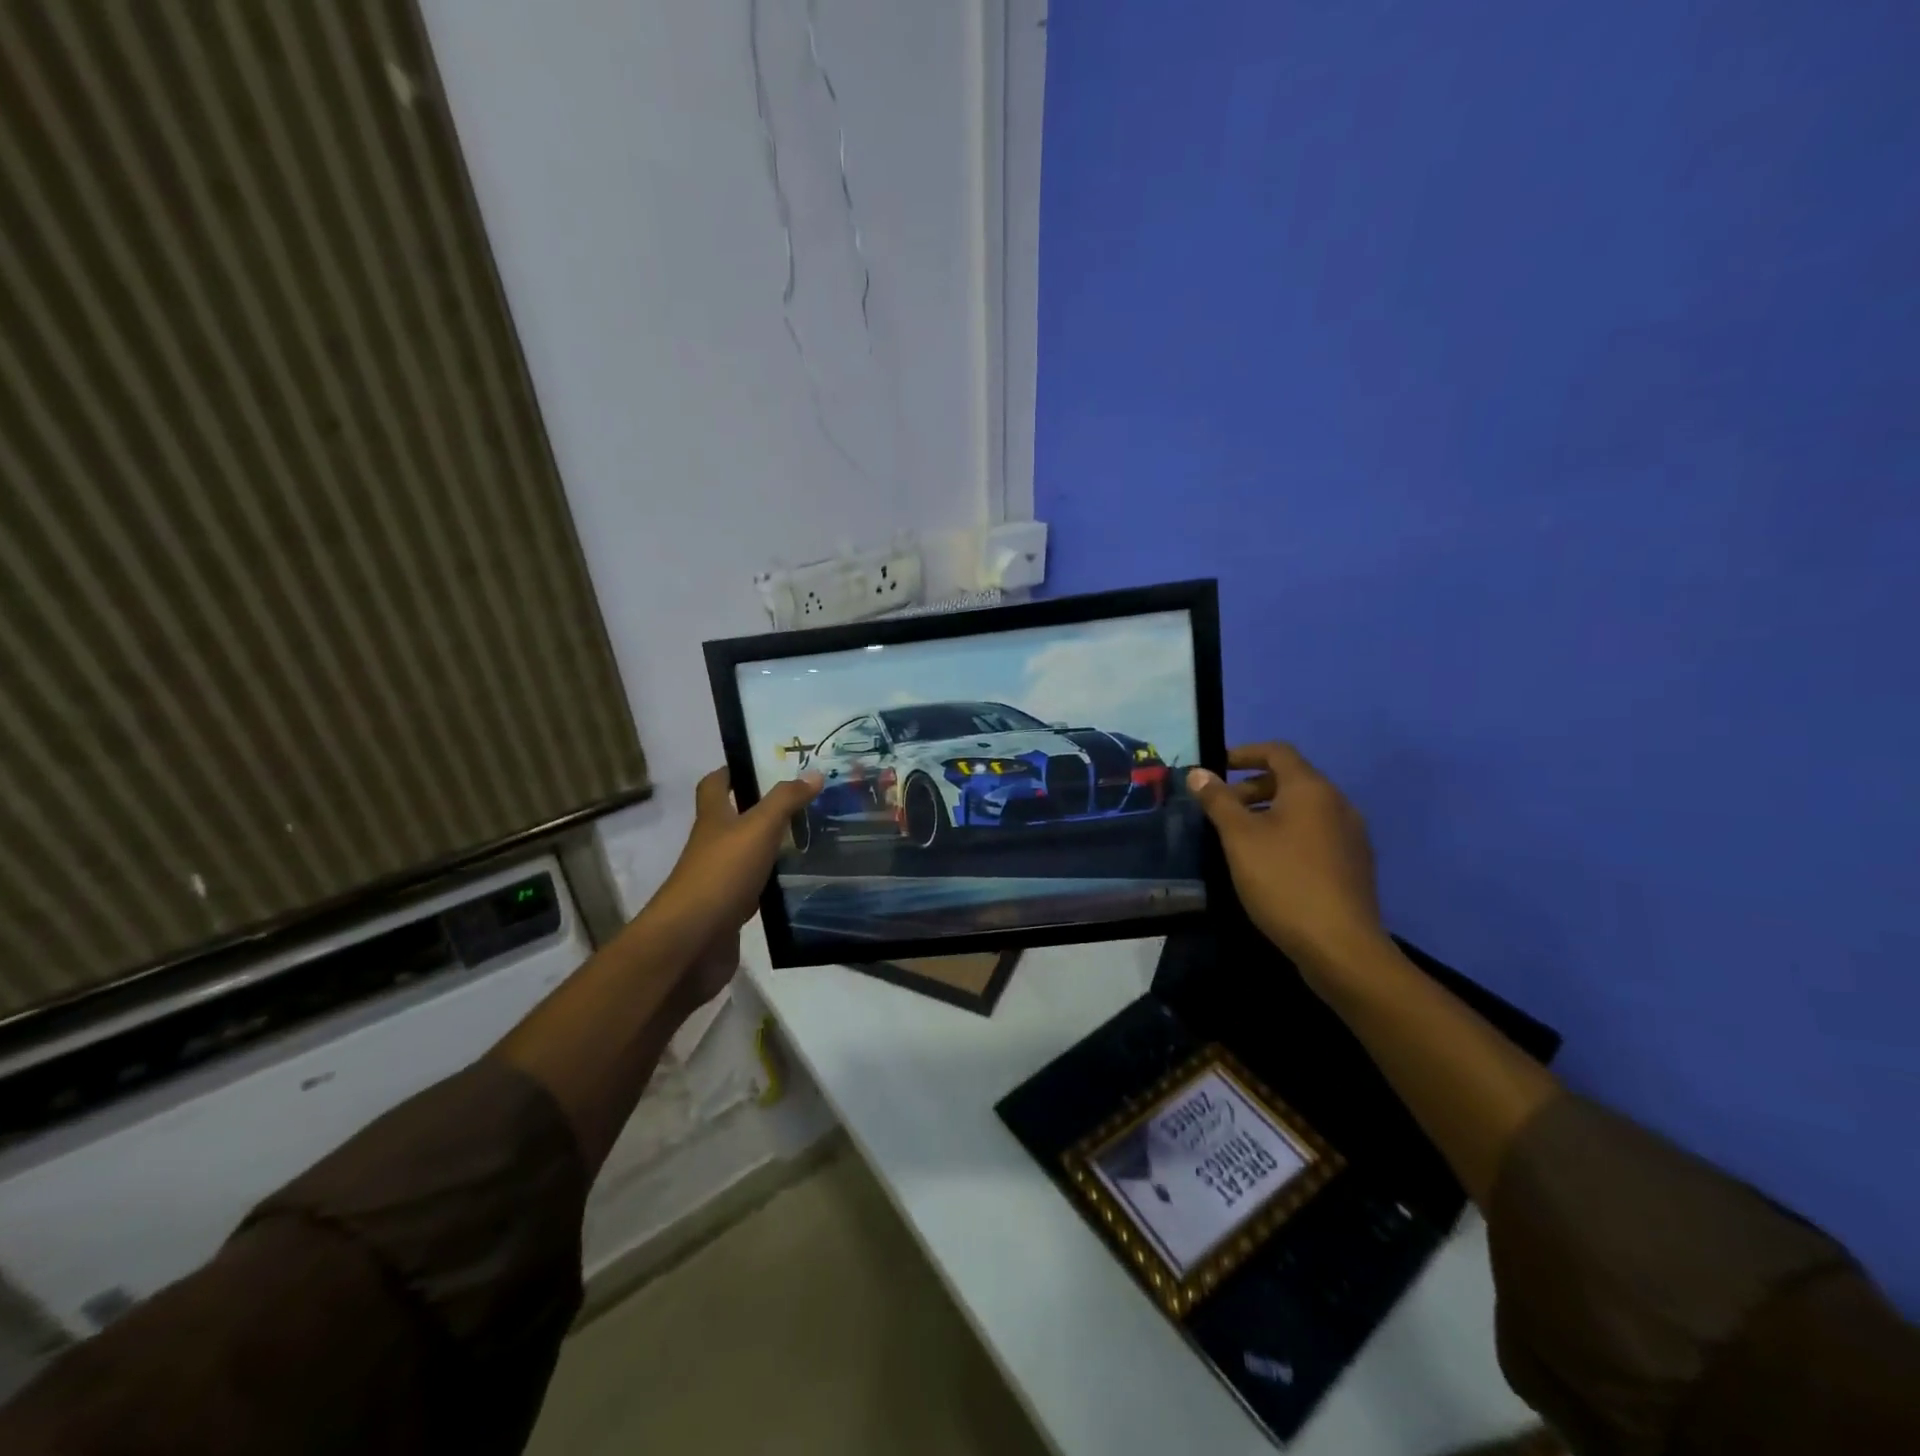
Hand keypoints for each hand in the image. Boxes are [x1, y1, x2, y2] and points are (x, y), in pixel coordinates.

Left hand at [651, 767, 821, 1005]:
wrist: (691, 943)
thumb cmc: (721, 874)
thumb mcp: (758, 829)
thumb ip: (785, 801)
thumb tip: (814, 773)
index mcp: (713, 820)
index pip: (714, 785)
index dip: (731, 772)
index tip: (759, 763)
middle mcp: (712, 846)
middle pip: (734, 820)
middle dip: (762, 809)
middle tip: (803, 801)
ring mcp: (719, 880)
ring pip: (748, 855)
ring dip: (773, 847)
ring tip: (811, 837)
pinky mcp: (729, 911)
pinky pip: (755, 889)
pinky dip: (774, 883)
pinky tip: (800, 881)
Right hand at [1187, 743, 1385, 971]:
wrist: (1340, 946)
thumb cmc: (1284, 881)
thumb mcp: (1239, 838)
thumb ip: (1218, 801)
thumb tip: (1198, 773)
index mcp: (1311, 789)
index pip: (1278, 752)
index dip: (1244, 753)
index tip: (1216, 769)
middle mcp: (1337, 803)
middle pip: (1292, 779)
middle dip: (1252, 787)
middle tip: (1221, 808)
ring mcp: (1351, 835)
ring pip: (1304, 808)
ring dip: (1269, 811)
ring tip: (1239, 837)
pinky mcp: (1354, 863)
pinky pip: (1316, 833)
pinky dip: (1289, 833)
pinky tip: (1269, 862)